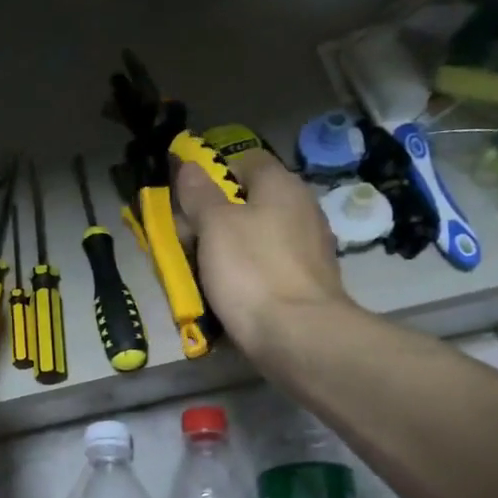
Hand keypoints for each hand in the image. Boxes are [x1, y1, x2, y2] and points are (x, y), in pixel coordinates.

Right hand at [175, 149, 352, 360]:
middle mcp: (303, 208)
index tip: (189, 200)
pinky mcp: (310, 282)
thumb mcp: (214, 226)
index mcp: (281, 185)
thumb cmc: (252, 270)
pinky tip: (232, 296)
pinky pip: (270, 268)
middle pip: (251, 203)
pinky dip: (250, 276)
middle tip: (187, 242)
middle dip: (216, 219)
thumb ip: (199, 194)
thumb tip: (189, 165)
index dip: (215, 174)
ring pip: (259, 238)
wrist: (298, 335)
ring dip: (230, 251)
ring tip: (202, 274)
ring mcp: (311, 247)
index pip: (246, 161)